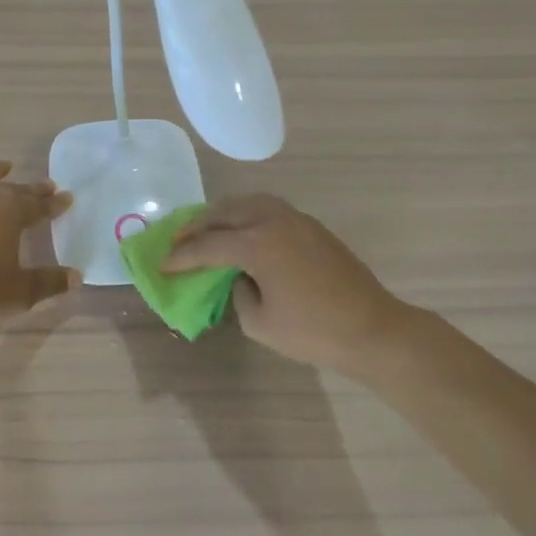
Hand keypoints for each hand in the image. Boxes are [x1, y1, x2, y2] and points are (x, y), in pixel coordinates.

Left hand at [0, 162, 77, 320]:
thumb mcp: (18, 290)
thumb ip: (48, 282)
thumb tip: (76, 277)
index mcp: (12, 210)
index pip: (39, 204)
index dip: (55, 203)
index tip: (67, 197)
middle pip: (15, 189)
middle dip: (33, 189)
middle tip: (47, 185)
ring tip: (4, 168)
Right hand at [164, 195, 409, 375]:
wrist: (373, 329)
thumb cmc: (313, 332)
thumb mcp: (260, 323)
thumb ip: (238, 294)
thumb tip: (240, 277)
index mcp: (257, 244)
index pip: (208, 246)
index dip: (182, 257)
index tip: (163, 265)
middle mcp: (273, 221)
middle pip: (225, 213)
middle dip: (197, 226)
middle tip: (178, 240)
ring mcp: (296, 219)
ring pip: (249, 202)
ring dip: (223, 213)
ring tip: (207, 228)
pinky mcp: (312, 226)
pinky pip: (269, 208)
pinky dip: (247, 214)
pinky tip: (242, 231)